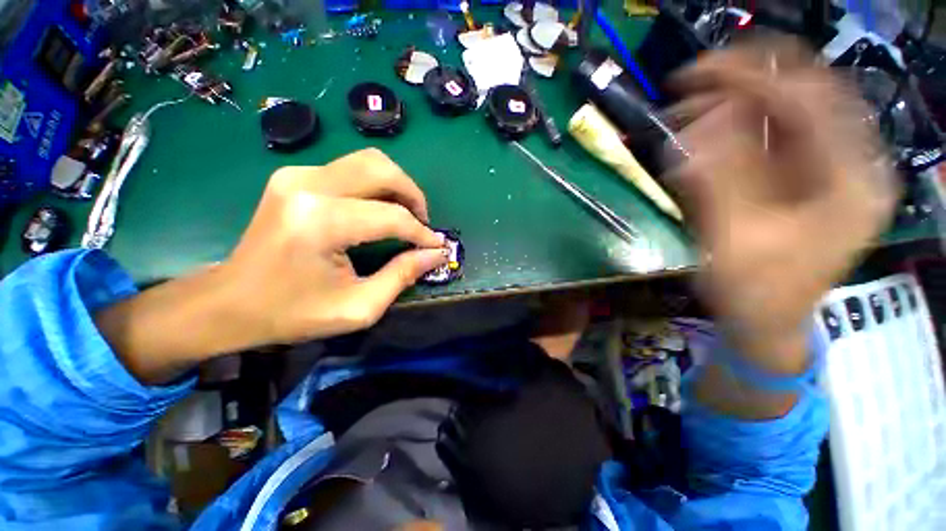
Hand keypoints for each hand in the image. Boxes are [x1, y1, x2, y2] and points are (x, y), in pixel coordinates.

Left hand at [220, 149, 447, 344]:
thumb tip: (436, 254)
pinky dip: (374, 186)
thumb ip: (402, 276)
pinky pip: (349, 169)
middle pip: (381, 169)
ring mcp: (296, 175)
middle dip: (413, 195)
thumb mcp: (357, 307)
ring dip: (396, 186)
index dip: (422, 233)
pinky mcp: (293, 177)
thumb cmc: (292, 313)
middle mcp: (308, 186)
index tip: (437, 247)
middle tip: (423, 224)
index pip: (392, 217)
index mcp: (321, 223)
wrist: (229, 303)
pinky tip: (378, 210)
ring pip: (367, 162)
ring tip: (405, 215)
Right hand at [669, 40, 898, 372]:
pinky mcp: (801, 174)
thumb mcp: (735, 241)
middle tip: (686, 88)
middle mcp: (849, 160)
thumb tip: (695, 128)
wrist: (767, 322)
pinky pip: (768, 135)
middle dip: (739, 84)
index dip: (752, 75)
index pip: (810, 97)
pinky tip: (699, 136)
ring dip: (729, 107)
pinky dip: (730, 129)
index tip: (695, 73)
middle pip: (800, 93)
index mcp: (853, 179)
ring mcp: (827, 165)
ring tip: (683, 117)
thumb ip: (719, 182)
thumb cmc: (758, 293)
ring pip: (781, 111)